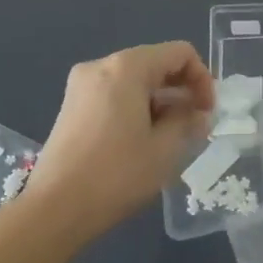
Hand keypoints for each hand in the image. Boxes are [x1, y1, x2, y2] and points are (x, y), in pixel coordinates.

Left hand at [25, 41, 216, 236]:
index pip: (179, 53)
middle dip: (182, 90)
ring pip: (135, 80)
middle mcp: (101, 66)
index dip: (202, 78)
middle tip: (195, 125)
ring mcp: (82, 86)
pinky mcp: (72, 106)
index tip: (207, 112)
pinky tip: (144, 140)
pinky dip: (137, 108)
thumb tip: (199, 114)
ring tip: (172, 137)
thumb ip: (189, 122)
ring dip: (161, 101)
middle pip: (155, 63)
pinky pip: (116, 94)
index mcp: (127, 68)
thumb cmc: (116, 175)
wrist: (55, 209)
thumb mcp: (165, 149)